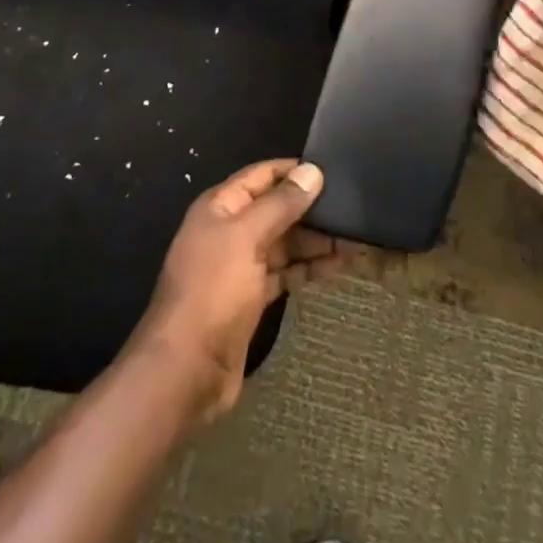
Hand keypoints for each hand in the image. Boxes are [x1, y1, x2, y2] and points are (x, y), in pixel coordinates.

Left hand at [131, 159, 347, 421]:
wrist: (186, 372)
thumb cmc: (213, 292)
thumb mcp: (246, 238)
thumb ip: (280, 204)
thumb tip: (312, 171)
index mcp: (221, 206)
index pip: (263, 174)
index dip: (295, 171)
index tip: (335, 171)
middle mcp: (230, 230)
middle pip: (276, 209)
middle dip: (312, 209)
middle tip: (355, 210)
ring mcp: (241, 265)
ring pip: (285, 242)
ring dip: (316, 241)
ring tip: (356, 240)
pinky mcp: (252, 297)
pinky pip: (285, 272)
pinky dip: (309, 268)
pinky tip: (338, 266)